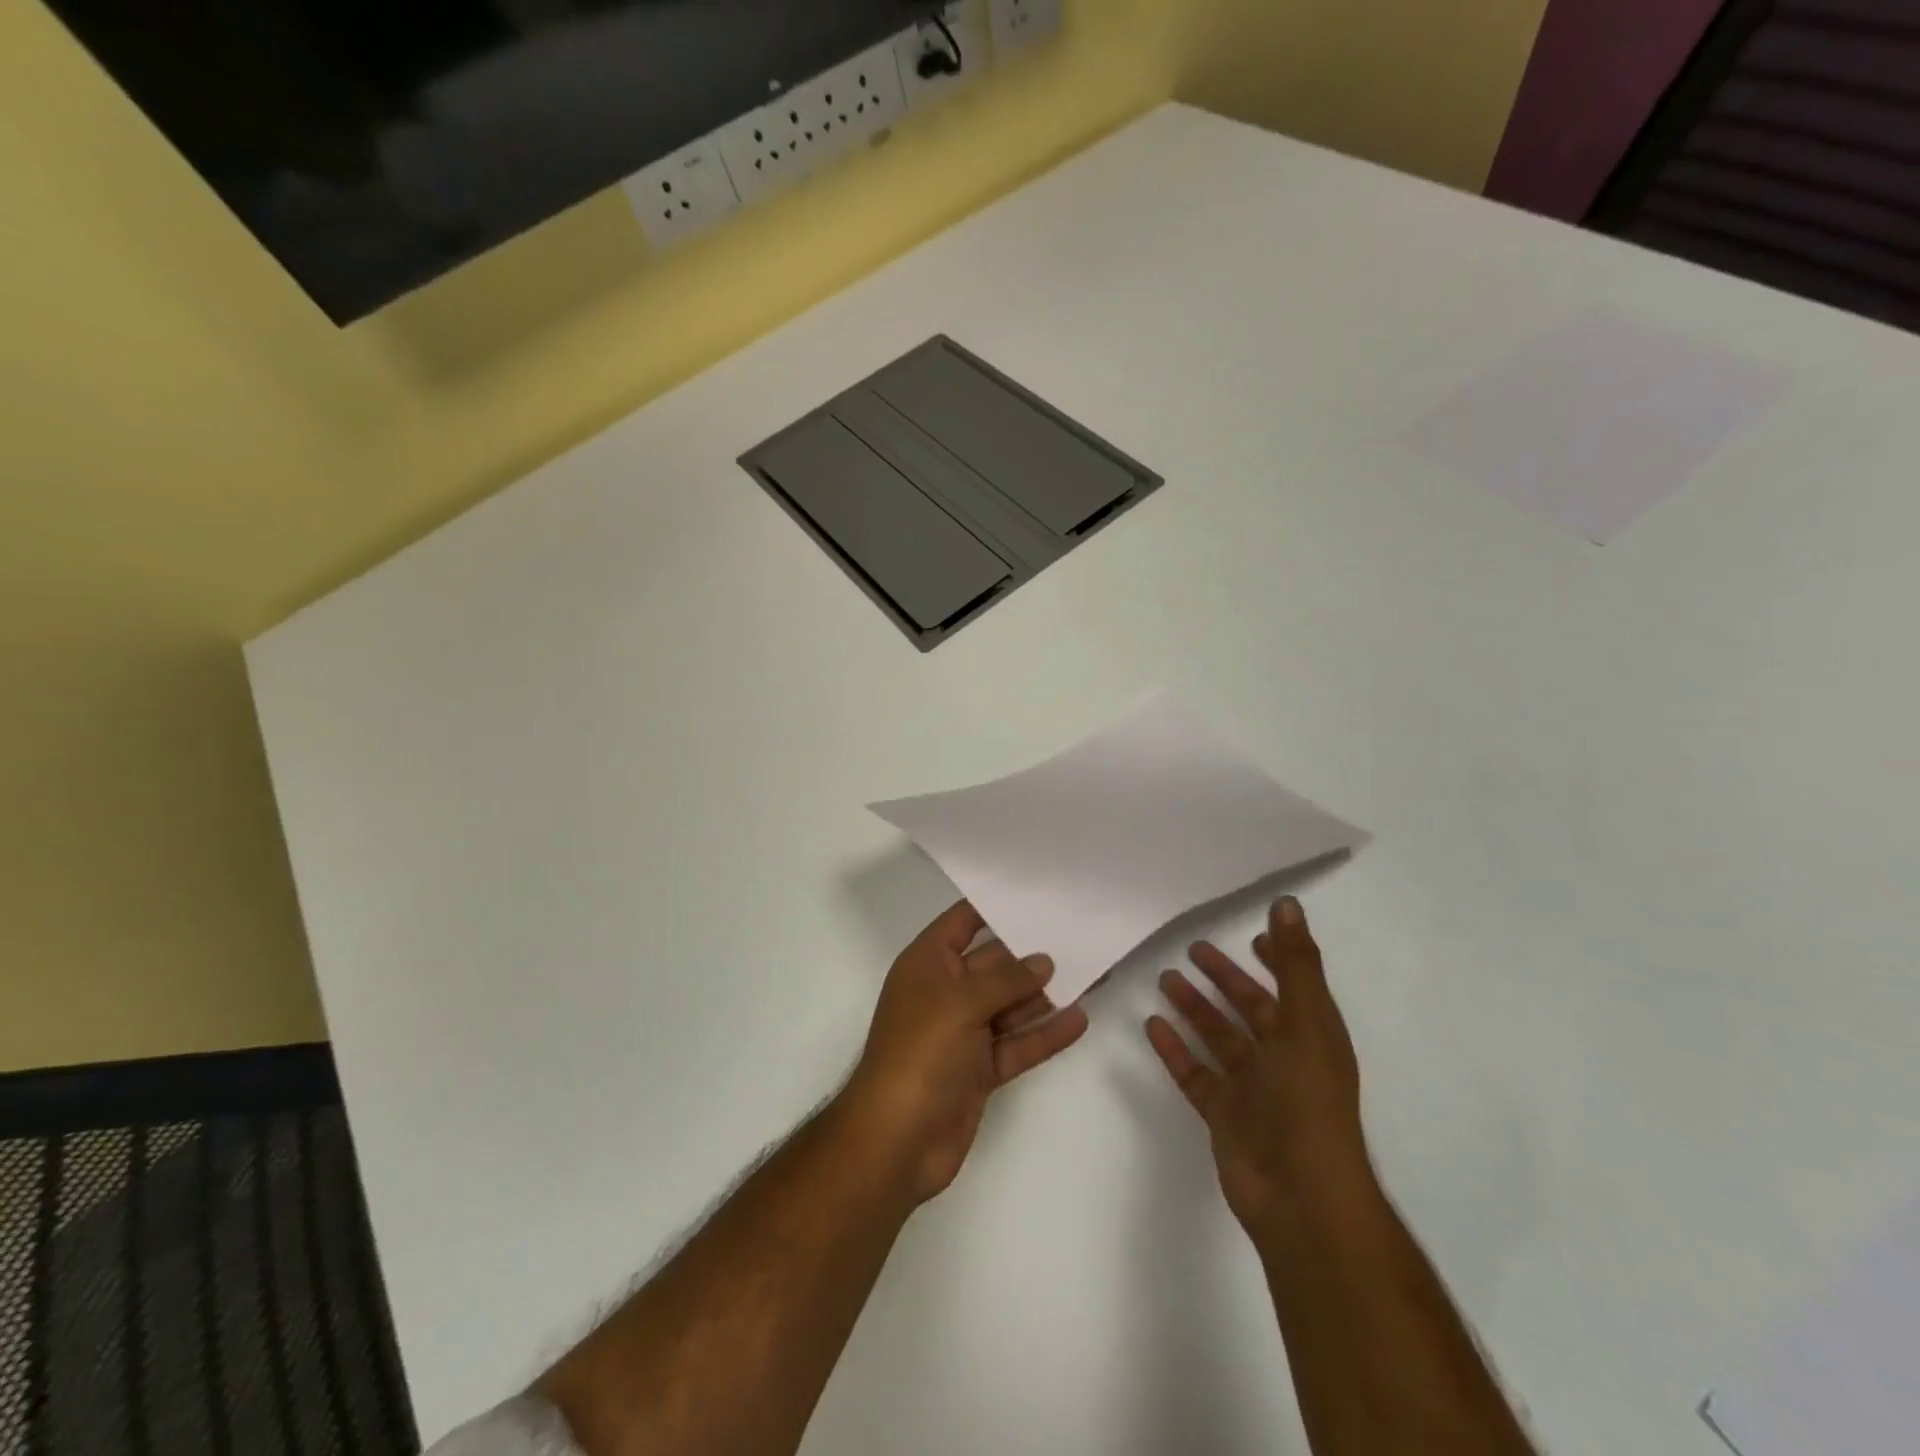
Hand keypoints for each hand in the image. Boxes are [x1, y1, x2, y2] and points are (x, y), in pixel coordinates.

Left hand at [845, 901, 1089, 1204]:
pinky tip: (1079, 1020)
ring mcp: (964, 1031)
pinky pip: (1018, 1043)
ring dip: (1046, 994)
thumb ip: (1006, 979)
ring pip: (1011, 1004)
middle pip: (994, 964)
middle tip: (1080, 936)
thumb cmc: (919, 1054)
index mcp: (928, 964)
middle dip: (1032, 954)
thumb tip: (1043, 961)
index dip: (995, 906)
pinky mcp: (980, 1068)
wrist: (896, 1142)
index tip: (1037, 893)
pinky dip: (1045, 1034)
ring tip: (1092, 973)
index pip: (962, 922)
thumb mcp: (960, 1003)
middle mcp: (946, 992)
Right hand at [1146, 896, 1374, 1239]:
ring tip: (1164, 978)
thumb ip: (1295, 964)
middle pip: (1250, 1008)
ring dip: (1194, 1008)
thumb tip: (1289, 904)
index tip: (1253, 936)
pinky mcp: (1223, 1113)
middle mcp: (1282, 1058)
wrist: (1299, 1197)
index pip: (1293, 988)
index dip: (1277, 961)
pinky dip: (1174, 1048)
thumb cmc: (1308, 1102)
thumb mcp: (1306, 1024)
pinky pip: (1194, 1072)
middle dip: (1224, 978)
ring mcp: (1251, 1088)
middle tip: (1191, 948)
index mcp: (1310, 1037)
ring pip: (1217, 1037)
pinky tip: (1151, 1025)